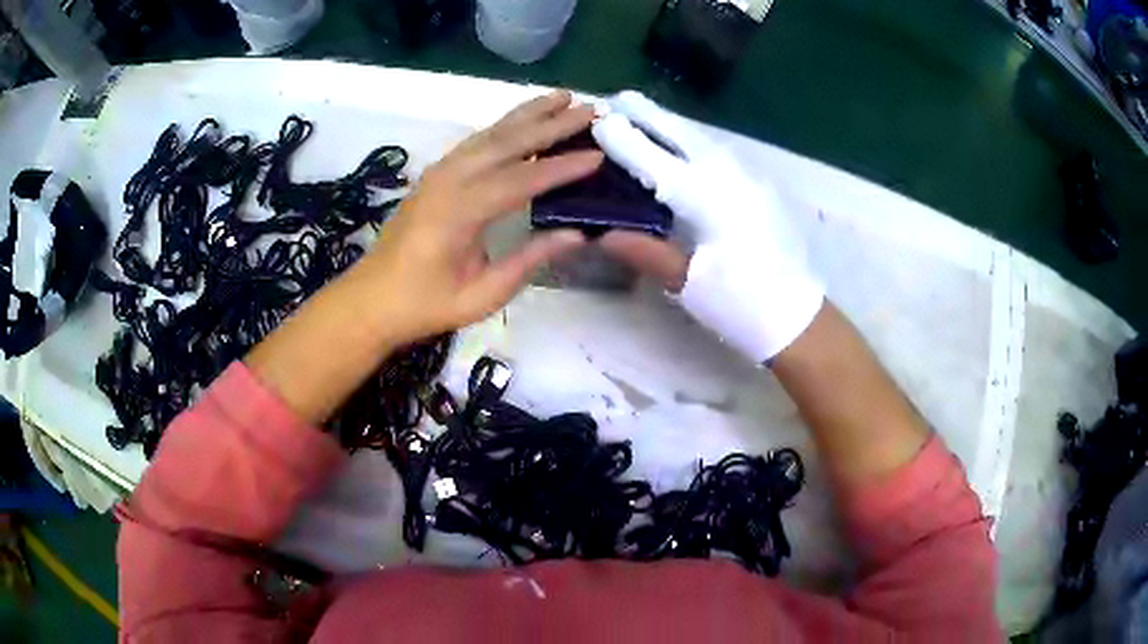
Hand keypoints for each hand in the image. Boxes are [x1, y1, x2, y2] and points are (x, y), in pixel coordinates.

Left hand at [355, 91, 602, 345]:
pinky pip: (475, 141)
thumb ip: (528, 261)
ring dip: (528, 113)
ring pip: (489, 133)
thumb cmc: (425, 305)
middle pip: (507, 142)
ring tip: (562, 97)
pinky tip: (522, 119)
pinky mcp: (435, 175)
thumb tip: (577, 234)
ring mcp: (439, 173)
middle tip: (590, 108)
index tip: (599, 155)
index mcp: (459, 212)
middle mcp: (448, 180)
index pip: (521, 179)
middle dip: (552, 124)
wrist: (371, 299)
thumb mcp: (481, 295)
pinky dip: (504, 125)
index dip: (562, 167)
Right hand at [591, 91, 823, 363]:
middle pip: (683, 135)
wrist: (797, 316)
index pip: (656, 162)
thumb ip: (646, 252)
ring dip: (673, 124)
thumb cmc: (740, 305)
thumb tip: (602, 234)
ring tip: (646, 113)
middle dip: (649, 115)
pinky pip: (721, 152)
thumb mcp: (688, 284)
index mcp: (707, 201)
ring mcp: (751, 179)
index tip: (599, 122)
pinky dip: (695, 140)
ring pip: (705, 139)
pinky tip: (684, 144)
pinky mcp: (763, 187)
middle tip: (620, 98)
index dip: (625, 142)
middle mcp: (730, 178)